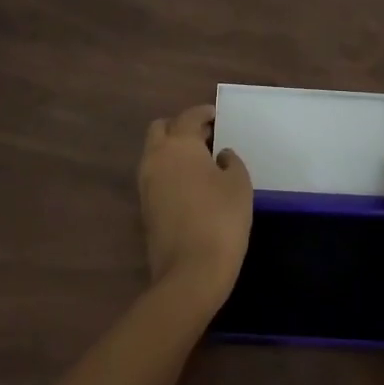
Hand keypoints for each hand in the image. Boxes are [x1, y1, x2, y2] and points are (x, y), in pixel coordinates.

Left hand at [137, 104, 251, 305]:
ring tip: (201, 160)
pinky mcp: (144, 206)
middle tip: (206, 136)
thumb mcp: (239, 184)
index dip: (204, 113)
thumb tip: (219, 155)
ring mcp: (146, 183)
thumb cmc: (221, 219)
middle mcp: (156, 157)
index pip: (189, 117)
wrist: (190, 271)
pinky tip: (191, 183)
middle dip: (181, 127)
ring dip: (172, 149)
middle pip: (161, 128)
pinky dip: (169, 170)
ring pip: (155, 152)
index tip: (217, 116)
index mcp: (179, 144)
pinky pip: (155, 175)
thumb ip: (230, 162)